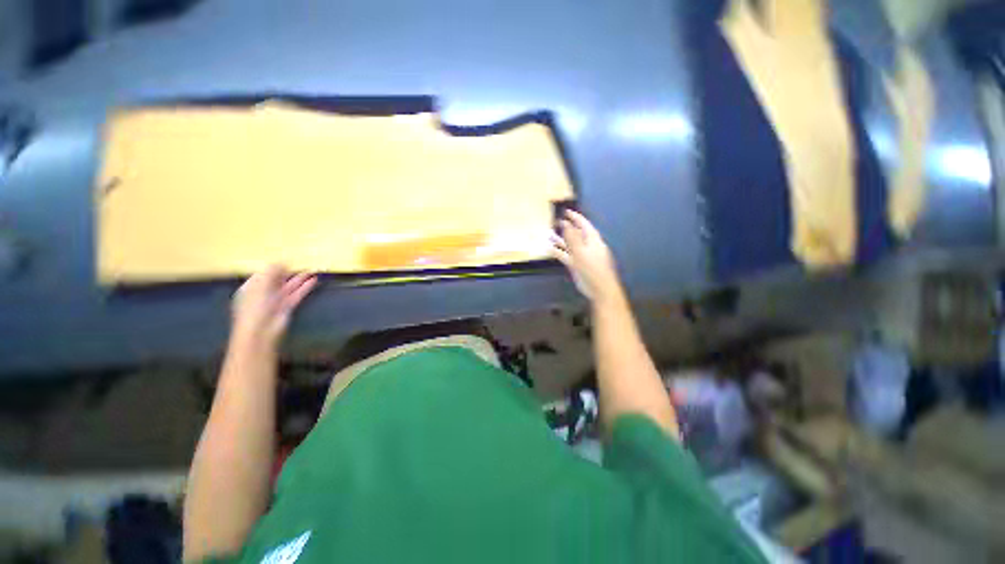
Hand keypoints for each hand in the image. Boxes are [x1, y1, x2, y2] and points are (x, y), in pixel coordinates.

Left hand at [231, 265, 316, 347]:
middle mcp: (263, 293)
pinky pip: (296, 294)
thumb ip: (271, 272)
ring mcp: (276, 301)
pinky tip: (313, 281)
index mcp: (251, 287)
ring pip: (289, 287)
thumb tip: (281, 262)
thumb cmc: (255, 308)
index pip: (263, 274)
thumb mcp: (260, 286)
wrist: (261, 331)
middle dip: (289, 272)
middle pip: (277, 280)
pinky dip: (304, 288)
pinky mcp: (287, 307)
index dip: (275, 267)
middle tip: (303, 264)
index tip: (288, 261)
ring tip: (312, 270)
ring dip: (300, 279)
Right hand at [550, 210, 621, 302]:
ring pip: (569, 245)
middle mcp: (587, 246)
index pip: (583, 224)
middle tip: (555, 222)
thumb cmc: (593, 268)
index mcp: (592, 240)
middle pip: (576, 233)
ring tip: (548, 234)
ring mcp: (581, 255)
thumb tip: (565, 223)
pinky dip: (557, 252)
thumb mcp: (581, 251)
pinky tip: (548, 249)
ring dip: (559, 240)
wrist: (599, 289)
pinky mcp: (576, 264)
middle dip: (566, 228)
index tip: (566, 211)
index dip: (575, 217)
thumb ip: (572, 237)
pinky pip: (565, 255)